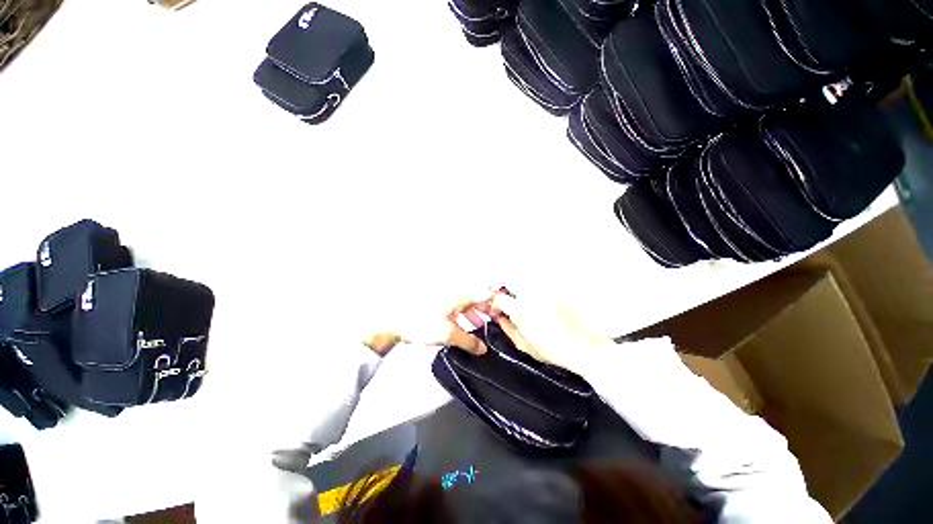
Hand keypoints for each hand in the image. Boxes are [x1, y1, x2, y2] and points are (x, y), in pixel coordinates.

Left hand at [362, 294, 494, 356]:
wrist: (395, 320)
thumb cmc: (423, 322)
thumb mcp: (449, 334)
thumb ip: (468, 341)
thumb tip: (482, 349)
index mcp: (462, 295)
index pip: (487, 294)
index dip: (498, 305)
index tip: (504, 317)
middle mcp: (457, 292)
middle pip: (478, 299)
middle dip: (487, 311)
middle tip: (493, 324)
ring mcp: (447, 297)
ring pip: (467, 304)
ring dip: (475, 315)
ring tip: (479, 329)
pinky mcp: (440, 304)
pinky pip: (458, 308)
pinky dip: (464, 316)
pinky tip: (463, 329)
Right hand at [490, 292, 612, 373]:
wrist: (583, 345)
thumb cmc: (553, 349)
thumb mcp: (523, 344)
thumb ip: (507, 328)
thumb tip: (500, 318)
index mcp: (520, 309)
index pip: (499, 298)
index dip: (496, 305)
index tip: (499, 311)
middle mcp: (531, 295)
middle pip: (513, 291)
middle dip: (512, 301)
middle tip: (519, 313)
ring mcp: (545, 291)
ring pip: (528, 289)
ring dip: (527, 298)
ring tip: (538, 314)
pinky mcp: (557, 290)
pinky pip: (542, 289)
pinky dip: (541, 297)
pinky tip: (549, 311)